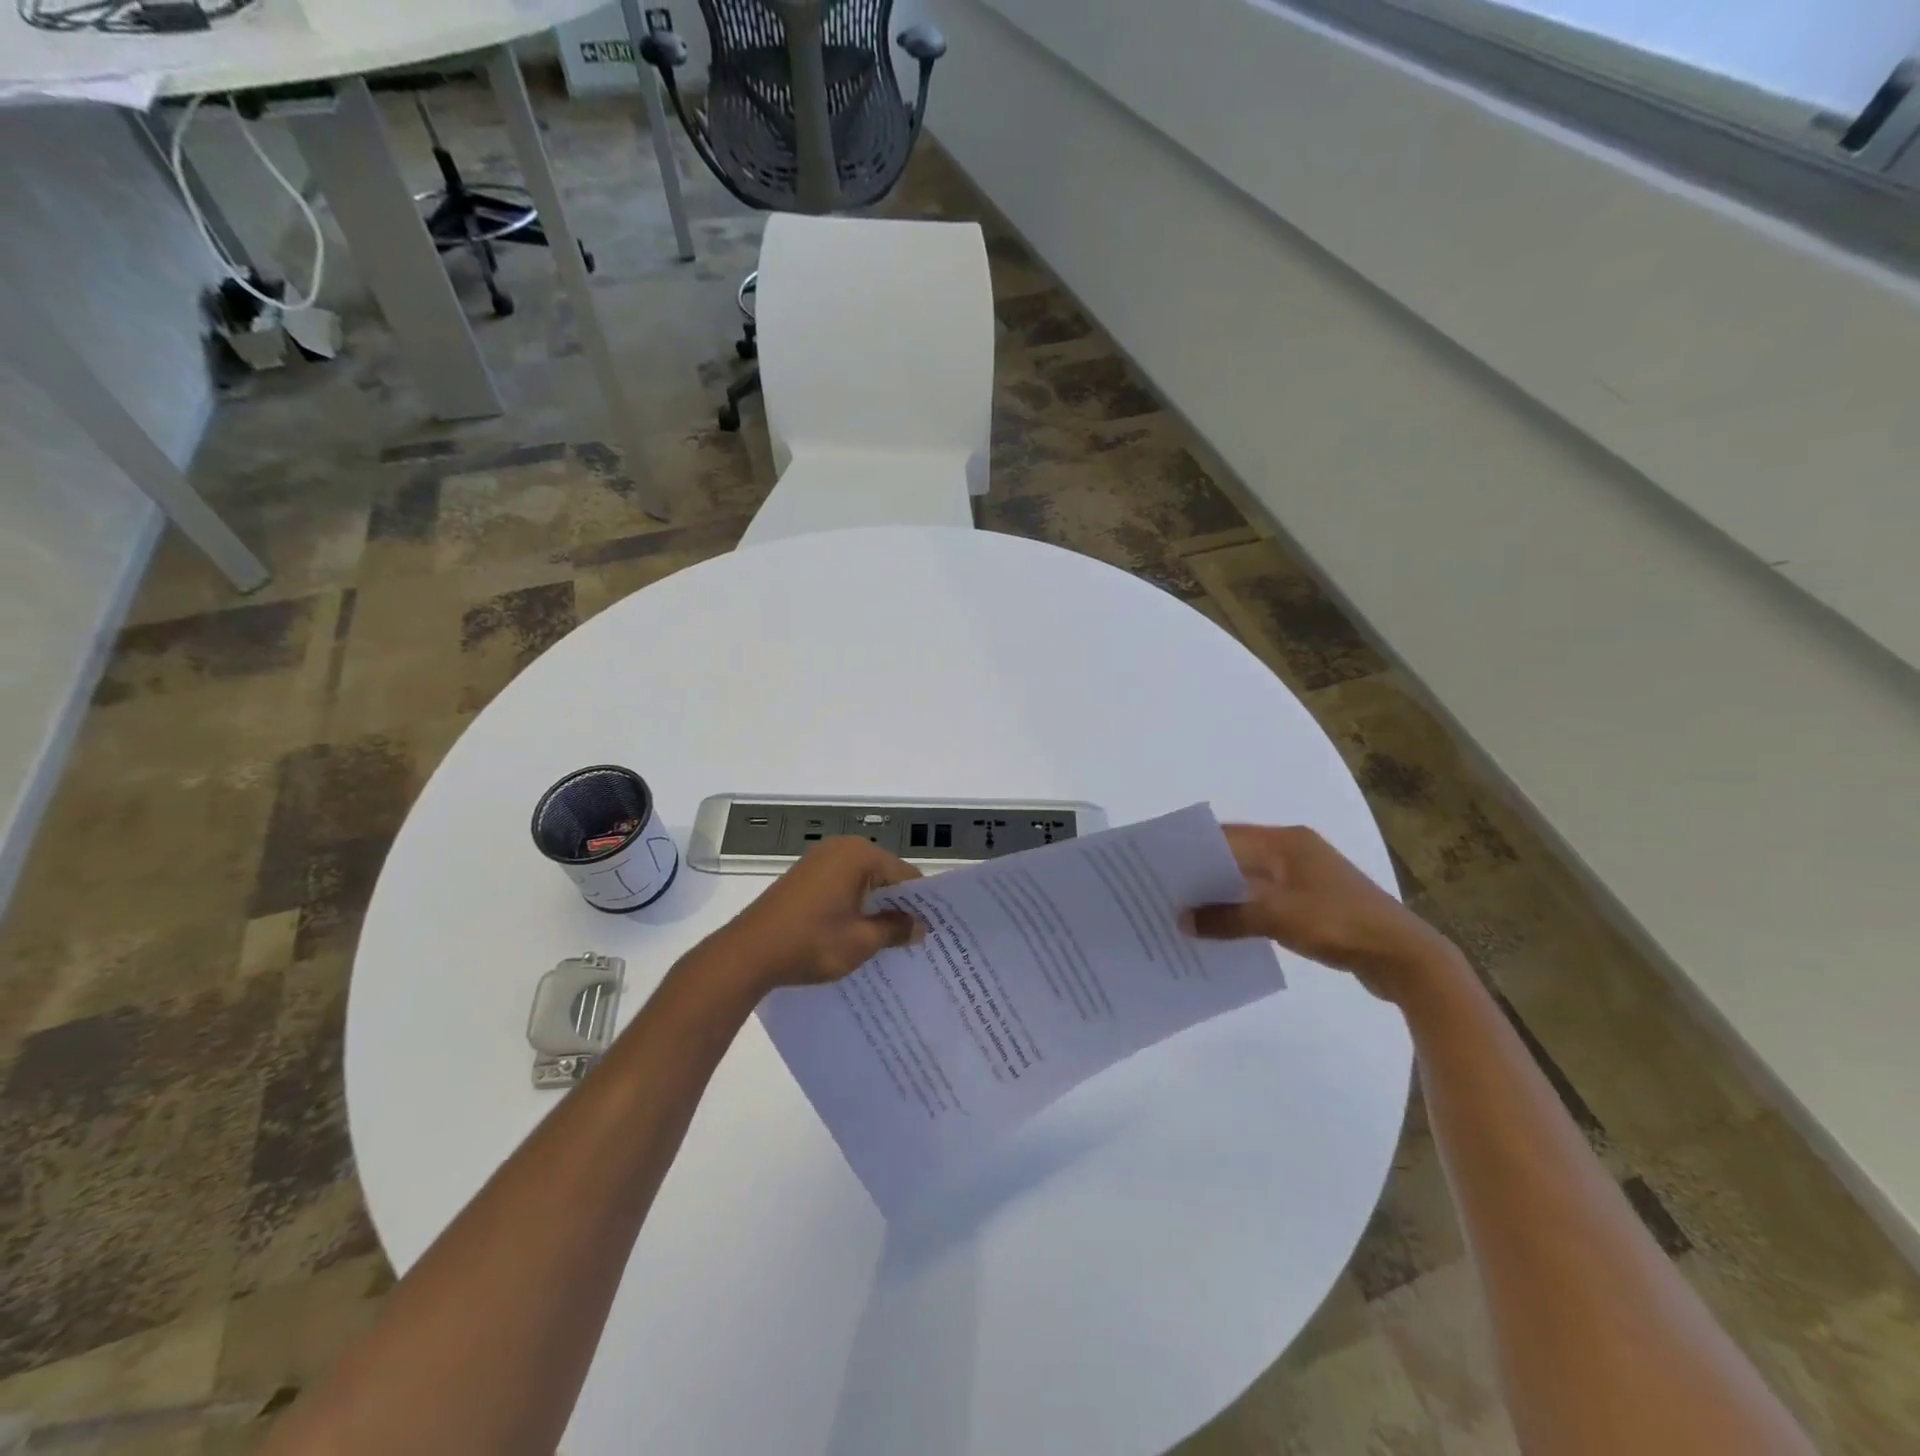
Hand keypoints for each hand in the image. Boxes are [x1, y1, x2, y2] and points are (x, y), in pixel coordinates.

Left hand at [711, 837, 924, 993]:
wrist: (747, 954)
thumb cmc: (810, 943)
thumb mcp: (861, 941)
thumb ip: (895, 929)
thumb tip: (920, 926)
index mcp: (859, 855)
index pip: (905, 875)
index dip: (921, 903)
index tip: (934, 929)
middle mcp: (841, 848)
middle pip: (884, 875)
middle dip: (898, 904)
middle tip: (917, 938)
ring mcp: (819, 860)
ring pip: (863, 882)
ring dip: (875, 907)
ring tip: (891, 940)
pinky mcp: (804, 877)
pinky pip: (842, 886)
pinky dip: (854, 905)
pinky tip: (858, 933)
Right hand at [1186, 825, 1462, 1002]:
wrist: (1405, 958)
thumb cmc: (1341, 924)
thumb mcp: (1279, 918)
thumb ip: (1228, 917)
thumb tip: (1182, 920)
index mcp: (1286, 842)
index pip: (1226, 836)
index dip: (1191, 849)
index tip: (1158, 865)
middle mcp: (1293, 851)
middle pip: (1235, 856)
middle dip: (1202, 874)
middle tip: (1163, 892)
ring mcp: (1304, 878)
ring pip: (1249, 881)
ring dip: (1221, 895)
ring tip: (1184, 913)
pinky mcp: (1311, 904)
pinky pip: (1264, 901)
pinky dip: (1242, 911)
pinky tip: (1220, 929)